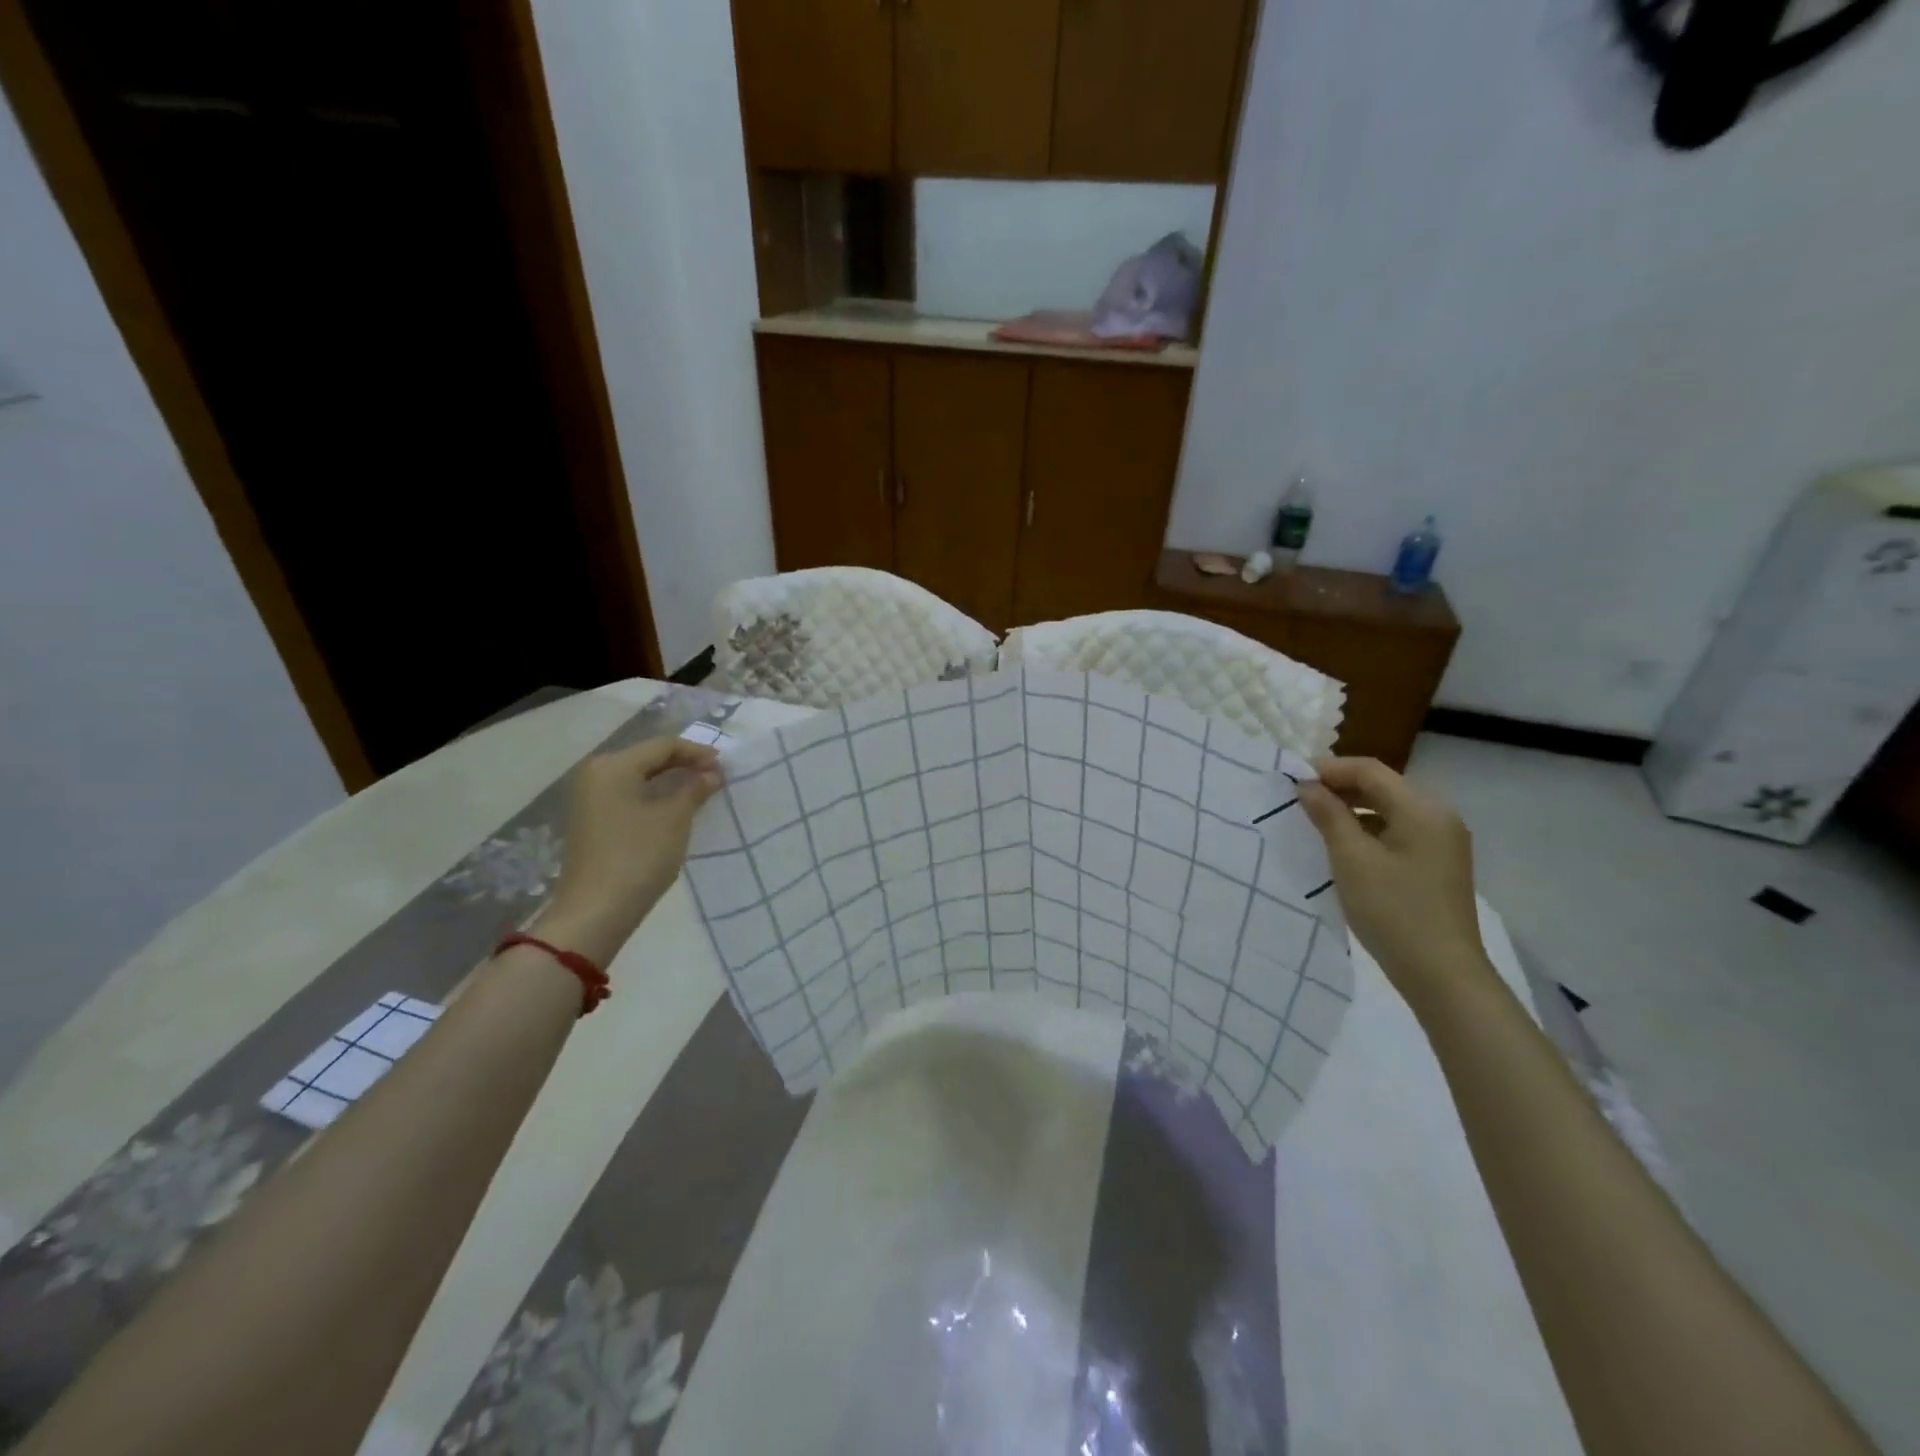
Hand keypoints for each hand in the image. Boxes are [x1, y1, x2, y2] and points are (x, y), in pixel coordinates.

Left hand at [536, 736, 724, 965]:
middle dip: (684, 765)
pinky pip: (629, 796)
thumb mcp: (674, 819)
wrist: (596, 911)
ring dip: (670, 782)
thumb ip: (695, 789)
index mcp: (613, 766)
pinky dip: (655, 797)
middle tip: (716, 777)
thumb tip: (712, 774)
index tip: (725, 766)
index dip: (697, 752)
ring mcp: (590, 799)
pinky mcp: (592, 821)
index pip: (663, 745)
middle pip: (648, 758)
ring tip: (701, 792)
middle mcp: (596, 774)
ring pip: (639, 778)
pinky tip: (676, 809)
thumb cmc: (638, 856)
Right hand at [1298, 757, 1493, 1014]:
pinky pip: (1396, 831)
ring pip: (1387, 809)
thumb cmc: (1393, 911)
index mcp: (1422, 808)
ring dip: (1350, 809)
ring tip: (1313, 822)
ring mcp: (1441, 841)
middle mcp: (1438, 816)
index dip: (1327, 769)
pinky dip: (1366, 830)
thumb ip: (1328, 815)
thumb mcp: (1351, 859)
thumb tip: (1307, 786)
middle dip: (1337, 788)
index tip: (1290, 780)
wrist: (1441, 974)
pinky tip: (1341, 847)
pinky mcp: (1436, 864)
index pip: (1369, 770)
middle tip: (1297, 800)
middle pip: (1381, 786)